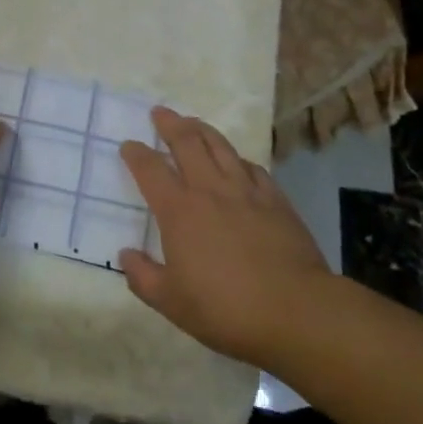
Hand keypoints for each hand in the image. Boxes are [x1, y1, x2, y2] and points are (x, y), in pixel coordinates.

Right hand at [118, 107, 334, 367]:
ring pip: (220, 146)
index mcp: (179, 211)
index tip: (129, 145)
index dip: (136, 154)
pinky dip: (239, 159)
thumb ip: (143, 277)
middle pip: (187, 143)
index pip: (151, 170)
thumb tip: (126, 255)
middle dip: (170, 124)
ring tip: (193, 122)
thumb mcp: (172, 303)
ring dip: (202, 130)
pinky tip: (238, 161)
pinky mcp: (276, 200)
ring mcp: (246, 191)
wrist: (296, 311)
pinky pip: (253, 168)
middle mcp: (209, 190)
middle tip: (160, 112)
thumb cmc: (226, 308)